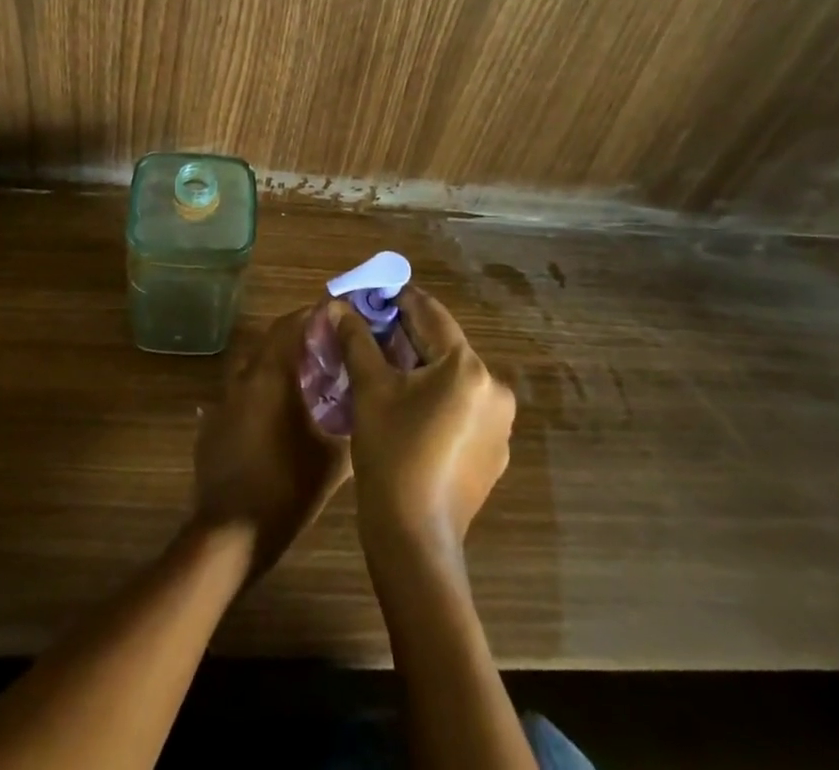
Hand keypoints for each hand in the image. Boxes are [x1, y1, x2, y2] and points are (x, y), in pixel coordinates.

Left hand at [192, 308, 351, 576]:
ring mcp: (222, 403)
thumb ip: (350, 424)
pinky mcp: (212, 427)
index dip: (312, 316)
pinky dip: (258, 397)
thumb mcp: (332, 460)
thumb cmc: (286, 490)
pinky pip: (238, 398)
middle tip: (327, 351)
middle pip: (270, 343)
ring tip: (304, 384)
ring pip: (252, 369)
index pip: (289, 325)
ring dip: (276, 367)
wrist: (230, 535)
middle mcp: (243, 379)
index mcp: (271, 376)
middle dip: (297, 340)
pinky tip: (276, 420)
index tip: (336, 318)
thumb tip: (366, 404)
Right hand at [333, 288, 515, 559]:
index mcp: (468, 367)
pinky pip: (460, 406)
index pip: (430, 313)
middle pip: (442, 345)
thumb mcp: (370, 389)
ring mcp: (499, 423)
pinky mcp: (494, 451)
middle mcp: (494, 388)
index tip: (367, 296)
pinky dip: (434, 396)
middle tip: (366, 331)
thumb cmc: (391, 454)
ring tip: (380, 367)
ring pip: (451, 376)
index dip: (396, 299)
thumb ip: (357, 339)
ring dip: (418, 366)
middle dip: (404, 335)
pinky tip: (405, 407)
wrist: (414, 541)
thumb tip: (339, 306)